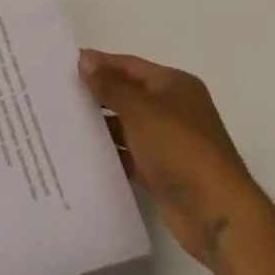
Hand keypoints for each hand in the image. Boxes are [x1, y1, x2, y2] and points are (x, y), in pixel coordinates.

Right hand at [80, 50, 265, 266]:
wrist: (218, 216)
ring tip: (62, 123)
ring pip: (127, 126)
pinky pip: (130, 155)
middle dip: (96, 94)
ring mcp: (169, 143)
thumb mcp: (141, 110)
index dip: (98, 64)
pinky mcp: (163, 173)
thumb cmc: (180, 150)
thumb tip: (85, 59)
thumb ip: (110, 85)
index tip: (61, 65)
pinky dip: (111, 154)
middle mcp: (173, 109)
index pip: (128, 65)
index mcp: (174, 85)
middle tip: (56, 94)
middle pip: (127, 94)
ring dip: (101, 125)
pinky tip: (82, 154)